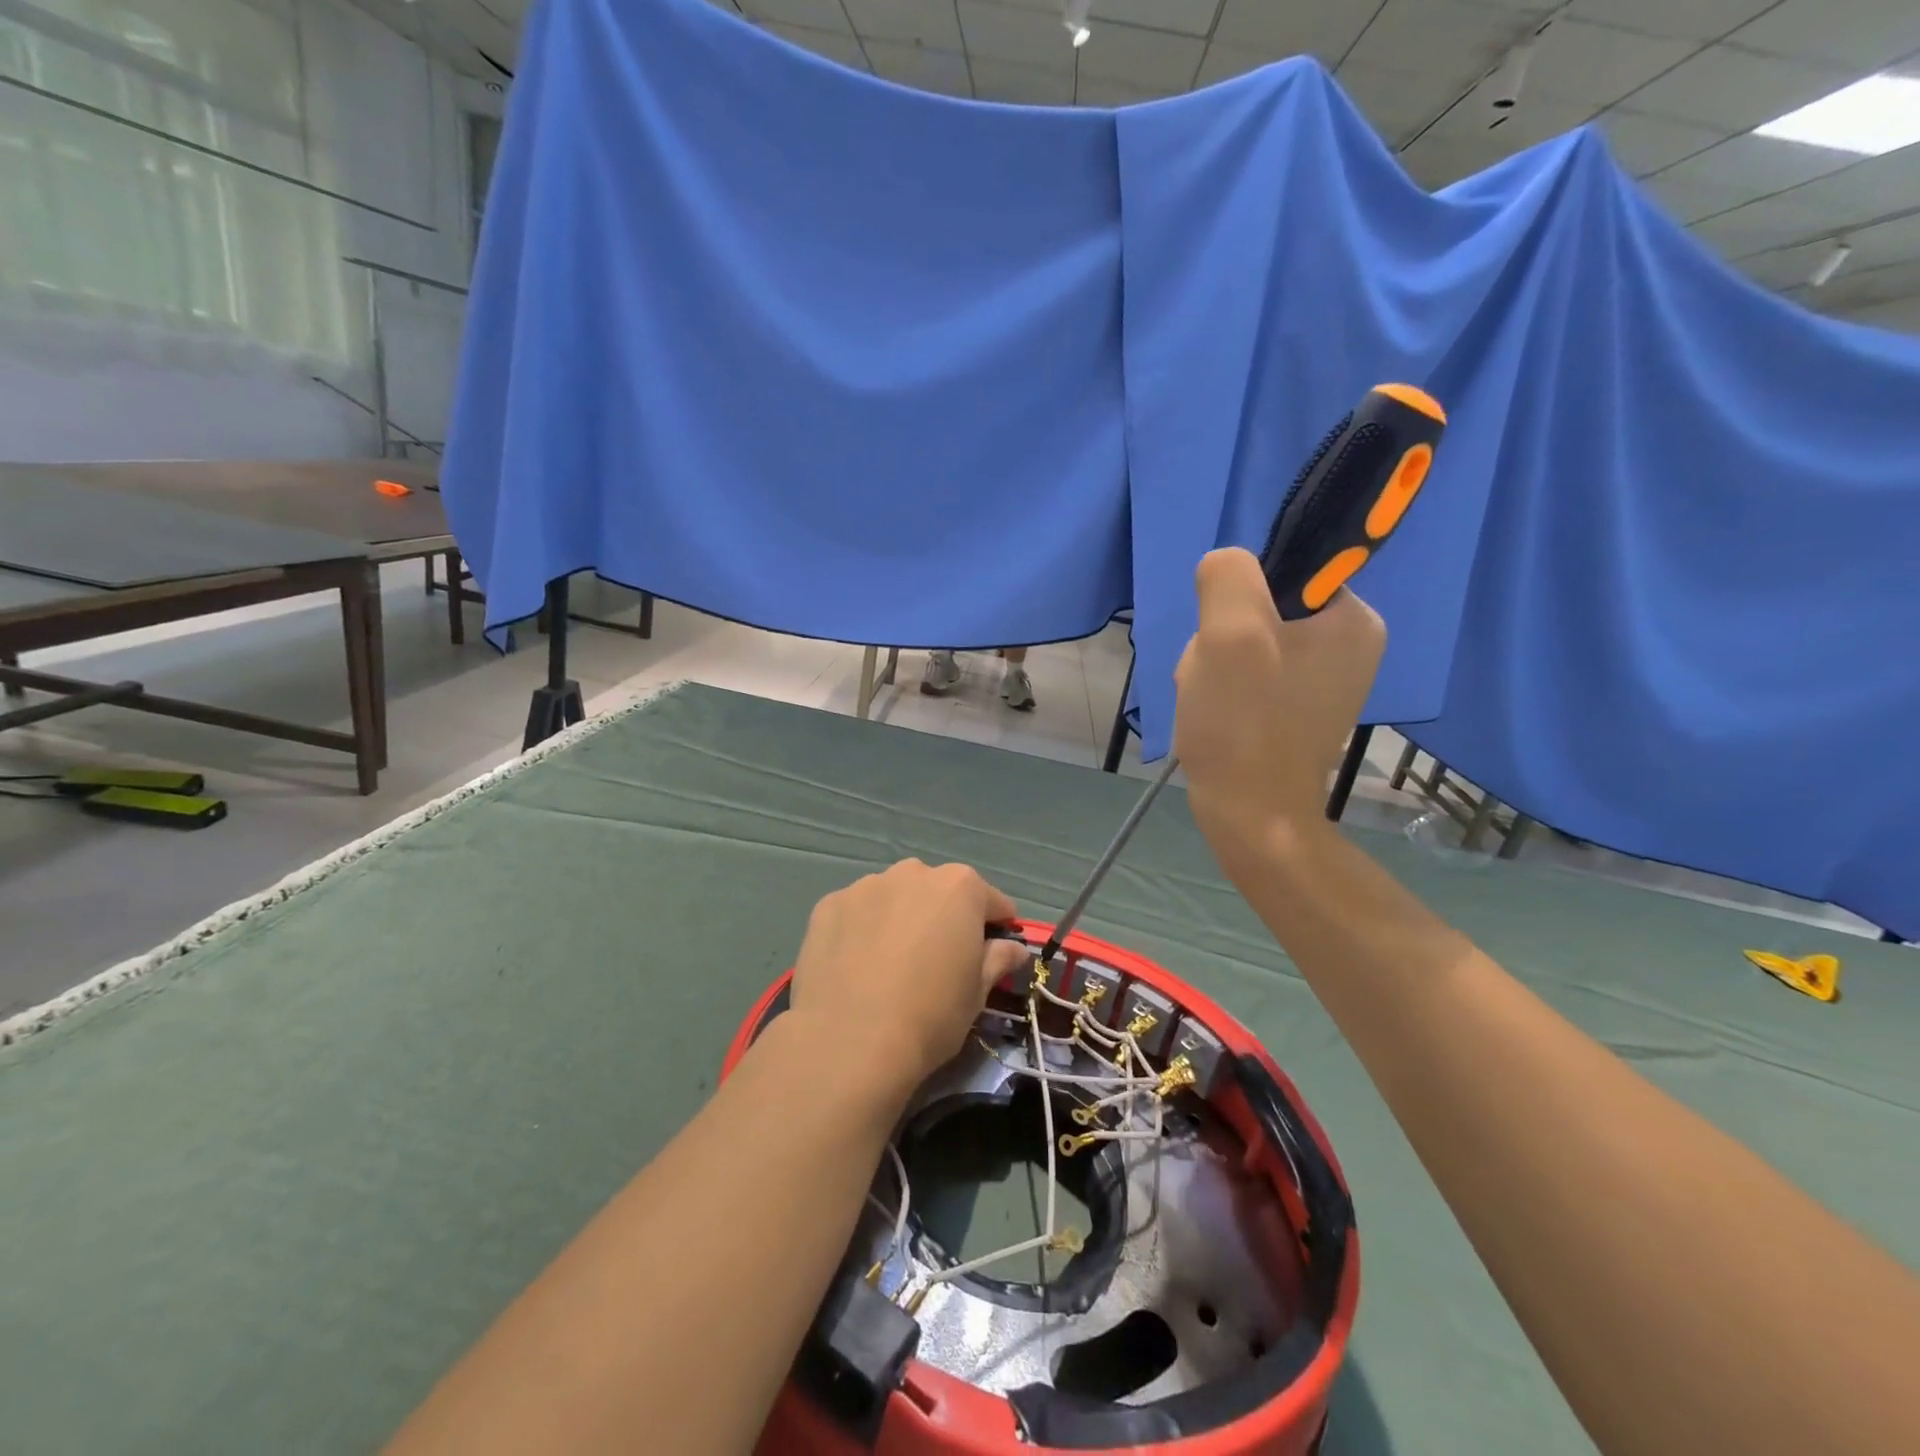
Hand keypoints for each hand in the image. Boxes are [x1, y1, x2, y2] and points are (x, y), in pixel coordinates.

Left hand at [786, 860, 1033, 1107]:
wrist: (849, 1040)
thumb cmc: (930, 1015)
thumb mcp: (977, 993)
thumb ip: (997, 960)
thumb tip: (1013, 948)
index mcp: (960, 887)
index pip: (991, 900)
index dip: (997, 926)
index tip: (995, 951)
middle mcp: (913, 873)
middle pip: (938, 892)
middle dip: (943, 917)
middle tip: (937, 959)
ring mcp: (866, 886)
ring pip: (893, 898)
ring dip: (899, 918)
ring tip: (889, 963)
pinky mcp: (828, 905)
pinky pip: (856, 912)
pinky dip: (861, 929)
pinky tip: (854, 965)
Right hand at [1174, 548, 1384, 865]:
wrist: (1252, 817)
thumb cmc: (1245, 724)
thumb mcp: (1230, 633)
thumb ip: (1228, 576)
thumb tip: (1224, 568)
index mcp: (1353, 619)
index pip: (1283, 572)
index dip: (1238, 601)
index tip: (1227, 643)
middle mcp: (1350, 645)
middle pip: (1260, 610)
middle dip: (1222, 640)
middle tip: (1215, 678)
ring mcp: (1324, 681)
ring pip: (1248, 644)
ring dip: (1215, 666)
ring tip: (1211, 700)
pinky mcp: (1297, 709)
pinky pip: (1250, 676)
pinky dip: (1223, 690)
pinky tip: (1215, 714)